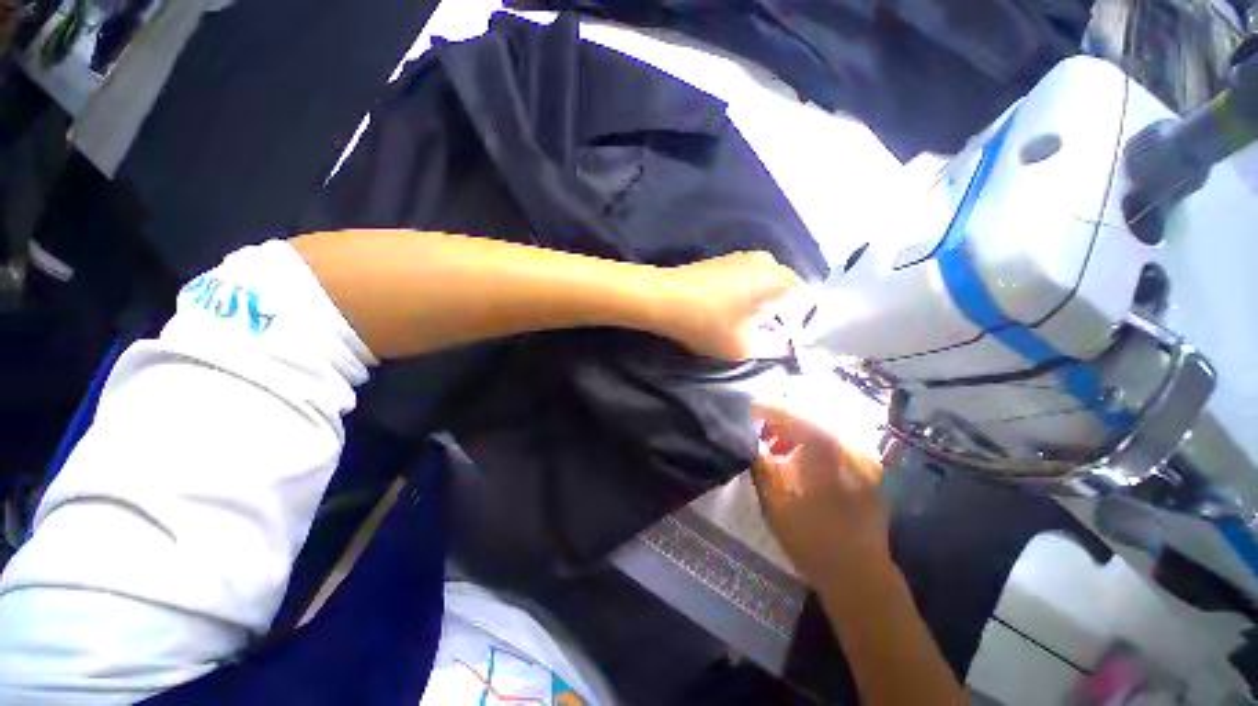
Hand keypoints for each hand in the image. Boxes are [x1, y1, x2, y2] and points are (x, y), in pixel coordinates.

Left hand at [660, 251, 801, 360]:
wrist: (663, 298)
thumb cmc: (706, 323)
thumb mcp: (742, 347)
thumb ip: (771, 347)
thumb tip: (782, 345)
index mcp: (778, 279)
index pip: (804, 304)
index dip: (794, 327)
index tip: (779, 342)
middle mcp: (766, 261)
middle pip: (785, 292)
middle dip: (777, 315)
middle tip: (762, 335)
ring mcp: (743, 257)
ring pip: (764, 286)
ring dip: (759, 306)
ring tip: (742, 325)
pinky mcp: (724, 260)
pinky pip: (746, 281)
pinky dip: (744, 297)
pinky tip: (726, 311)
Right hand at [752, 403, 888, 586]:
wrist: (858, 574)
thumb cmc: (811, 540)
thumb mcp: (774, 503)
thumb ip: (760, 465)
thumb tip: (749, 439)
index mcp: (826, 455)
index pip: (793, 416)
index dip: (768, 409)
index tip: (749, 408)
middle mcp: (849, 448)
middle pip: (810, 418)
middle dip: (782, 419)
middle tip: (761, 429)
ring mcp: (864, 457)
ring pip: (824, 428)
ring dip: (797, 431)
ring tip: (778, 444)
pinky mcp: (869, 468)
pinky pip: (837, 442)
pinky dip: (814, 442)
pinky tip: (800, 456)